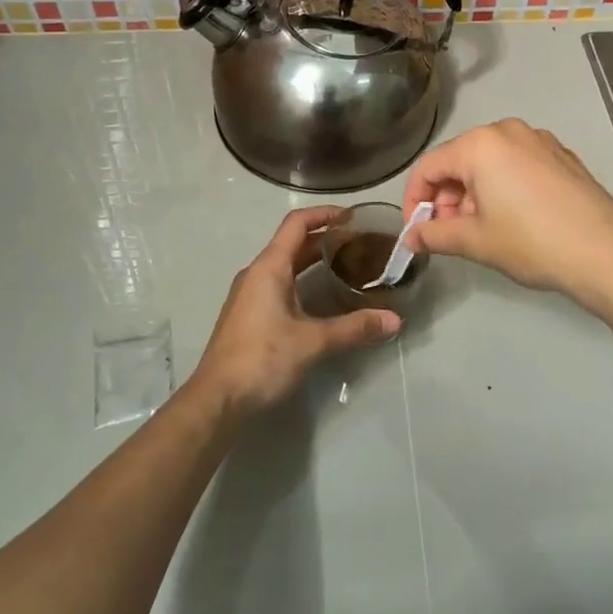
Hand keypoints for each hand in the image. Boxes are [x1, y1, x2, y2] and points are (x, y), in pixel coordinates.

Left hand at [189, 205, 399, 417]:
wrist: (217, 399)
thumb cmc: (262, 359)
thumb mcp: (313, 342)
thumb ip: (354, 327)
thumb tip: (395, 320)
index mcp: (269, 267)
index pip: (297, 223)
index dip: (325, 214)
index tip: (353, 216)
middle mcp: (257, 273)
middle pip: (293, 243)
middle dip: (325, 238)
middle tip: (360, 243)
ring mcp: (250, 294)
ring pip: (286, 264)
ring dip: (314, 260)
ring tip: (347, 265)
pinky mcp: (249, 314)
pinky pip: (279, 283)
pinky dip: (302, 279)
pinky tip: (322, 297)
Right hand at [400, 119, 612, 308]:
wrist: (606, 253)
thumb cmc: (531, 242)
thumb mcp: (475, 241)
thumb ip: (435, 235)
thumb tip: (410, 238)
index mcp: (480, 144)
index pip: (429, 167)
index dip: (414, 200)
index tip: (416, 231)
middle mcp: (507, 130)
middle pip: (459, 160)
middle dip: (446, 197)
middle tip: (448, 234)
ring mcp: (539, 140)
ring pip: (489, 162)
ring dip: (473, 193)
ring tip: (481, 230)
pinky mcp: (561, 155)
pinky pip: (516, 164)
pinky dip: (502, 186)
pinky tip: (513, 219)